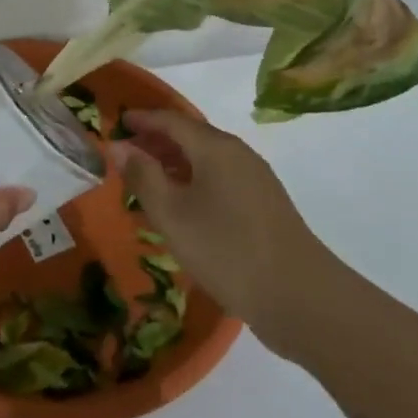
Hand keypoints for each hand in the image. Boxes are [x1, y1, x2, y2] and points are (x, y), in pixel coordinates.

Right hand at [108, 109, 350, 354]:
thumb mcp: (172, 214)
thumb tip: (119, 146)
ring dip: (175, 162)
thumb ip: (143, 176)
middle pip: (191, 136)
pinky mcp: (264, 205)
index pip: (171, 120)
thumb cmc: (226, 250)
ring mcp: (256, 180)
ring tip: (148, 180)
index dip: (142, 119)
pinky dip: (193, 180)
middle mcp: (238, 154)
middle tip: (126, 154)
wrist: (300, 298)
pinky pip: (220, 179)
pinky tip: (182, 206)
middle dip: (157, 140)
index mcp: (215, 148)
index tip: (117, 123)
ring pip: (207, 159)